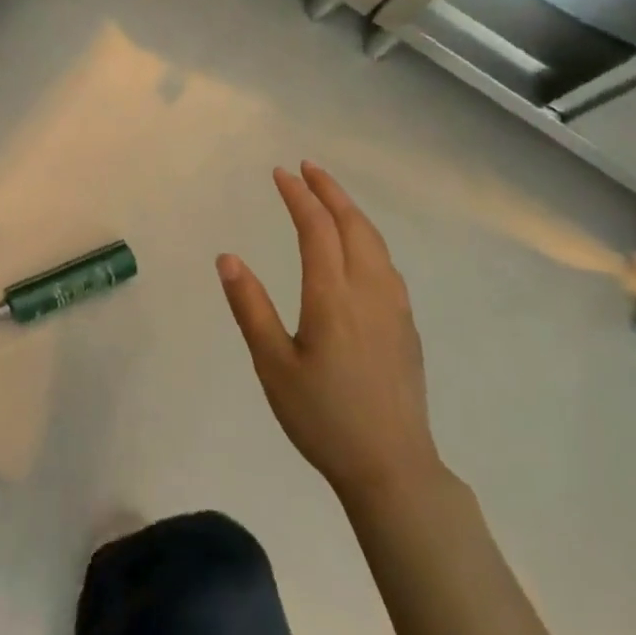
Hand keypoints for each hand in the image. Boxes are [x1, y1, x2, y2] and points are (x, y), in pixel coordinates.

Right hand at [217, 162, 442, 498]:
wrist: (392, 466)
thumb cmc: (323, 417)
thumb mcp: (273, 365)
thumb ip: (251, 307)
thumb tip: (228, 257)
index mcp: (332, 297)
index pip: (316, 229)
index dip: (298, 197)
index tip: (280, 174)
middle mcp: (369, 291)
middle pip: (353, 225)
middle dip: (330, 191)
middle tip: (307, 168)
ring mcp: (394, 308)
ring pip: (376, 242)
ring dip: (352, 211)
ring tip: (330, 197)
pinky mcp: (407, 326)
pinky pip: (387, 264)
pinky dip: (368, 238)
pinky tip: (360, 249)